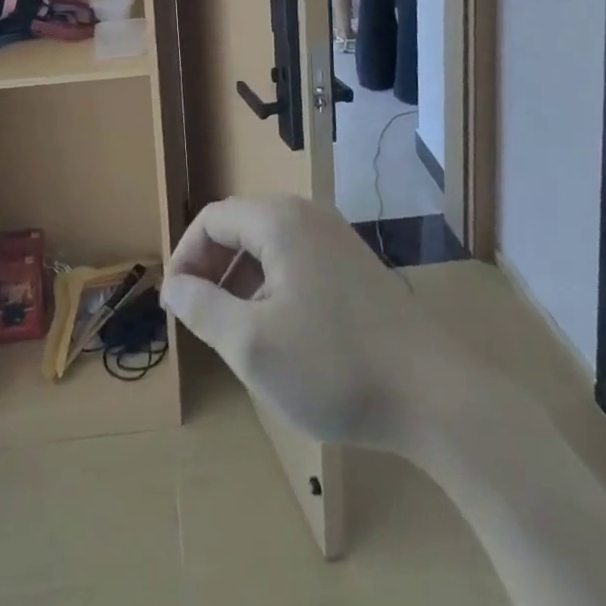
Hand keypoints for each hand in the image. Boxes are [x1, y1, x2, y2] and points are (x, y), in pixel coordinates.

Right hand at [161, 194, 462, 456]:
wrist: (431, 392)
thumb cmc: (333, 366)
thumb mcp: (252, 345)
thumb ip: (202, 309)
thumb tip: (174, 287)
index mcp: (279, 220)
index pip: (212, 220)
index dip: (184, 258)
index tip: (173, 305)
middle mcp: (306, 214)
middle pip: (240, 226)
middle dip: (211, 268)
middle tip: (197, 317)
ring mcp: (334, 236)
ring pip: (268, 244)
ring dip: (239, 278)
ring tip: (232, 328)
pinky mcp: (352, 262)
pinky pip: (295, 258)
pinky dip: (271, 284)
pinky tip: (277, 329)